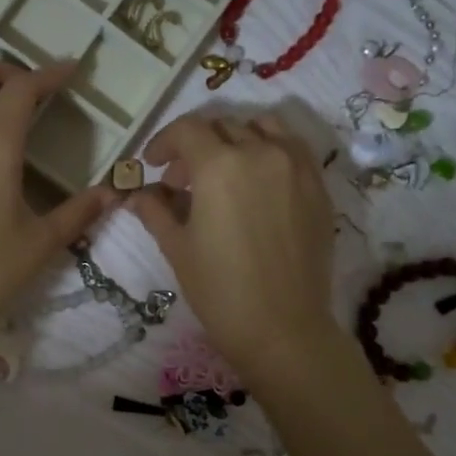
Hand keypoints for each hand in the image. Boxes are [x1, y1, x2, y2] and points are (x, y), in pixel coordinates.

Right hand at [128, 110, 339, 383]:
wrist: (282, 329)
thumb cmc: (220, 291)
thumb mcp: (177, 248)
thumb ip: (155, 211)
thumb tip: (137, 195)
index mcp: (220, 166)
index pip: (186, 130)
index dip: (163, 142)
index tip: (153, 164)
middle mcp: (261, 153)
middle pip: (222, 127)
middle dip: (195, 146)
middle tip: (181, 181)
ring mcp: (296, 167)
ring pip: (261, 128)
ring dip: (234, 139)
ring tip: (223, 172)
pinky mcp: (318, 187)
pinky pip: (292, 148)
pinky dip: (269, 150)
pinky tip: (258, 181)